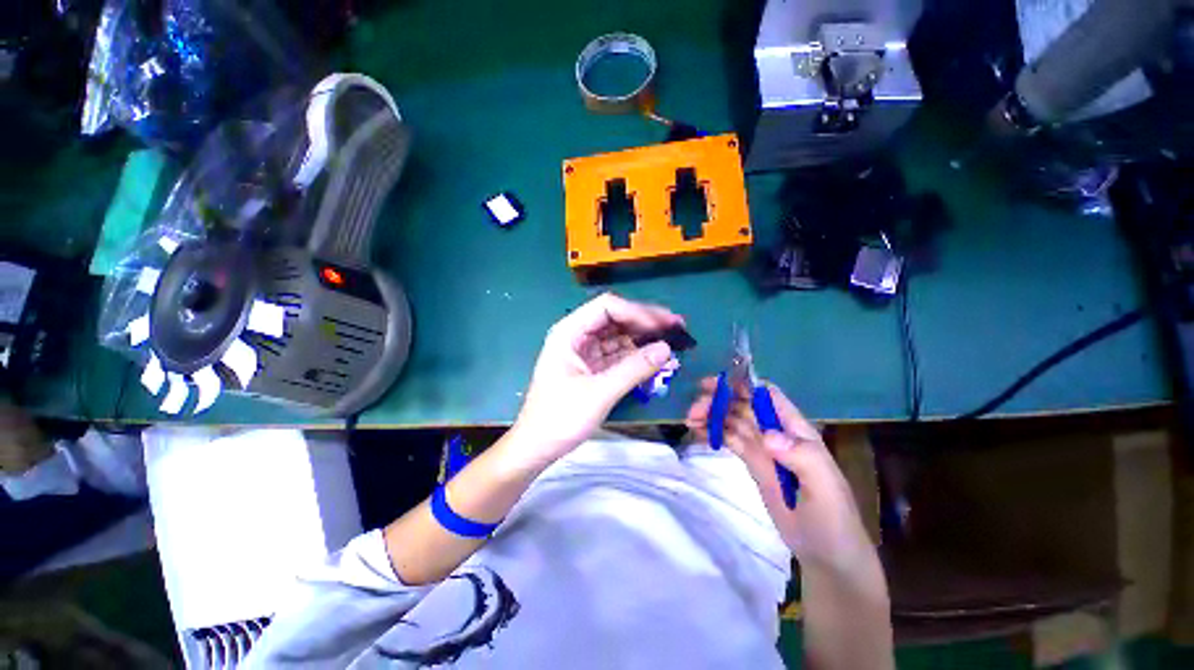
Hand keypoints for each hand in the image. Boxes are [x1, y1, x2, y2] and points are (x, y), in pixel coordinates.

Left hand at [514, 293, 684, 463]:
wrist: (536, 447)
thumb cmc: (560, 418)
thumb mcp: (599, 393)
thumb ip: (634, 369)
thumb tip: (667, 348)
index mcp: (569, 332)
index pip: (607, 307)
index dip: (637, 312)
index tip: (663, 326)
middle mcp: (576, 335)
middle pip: (615, 318)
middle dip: (645, 321)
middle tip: (677, 327)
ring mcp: (584, 351)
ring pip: (618, 335)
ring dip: (643, 337)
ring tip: (672, 340)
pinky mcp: (591, 367)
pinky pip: (617, 353)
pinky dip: (636, 354)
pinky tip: (654, 357)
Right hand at [686, 379, 876, 576]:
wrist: (825, 553)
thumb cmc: (831, 517)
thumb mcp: (823, 486)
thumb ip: (800, 456)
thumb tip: (768, 436)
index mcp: (795, 429)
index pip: (767, 395)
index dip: (743, 384)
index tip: (716, 385)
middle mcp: (776, 432)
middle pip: (743, 405)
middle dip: (718, 401)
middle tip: (694, 409)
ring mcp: (762, 448)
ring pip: (732, 420)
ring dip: (711, 415)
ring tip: (689, 420)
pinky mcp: (752, 463)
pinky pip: (729, 440)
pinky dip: (713, 432)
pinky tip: (696, 432)